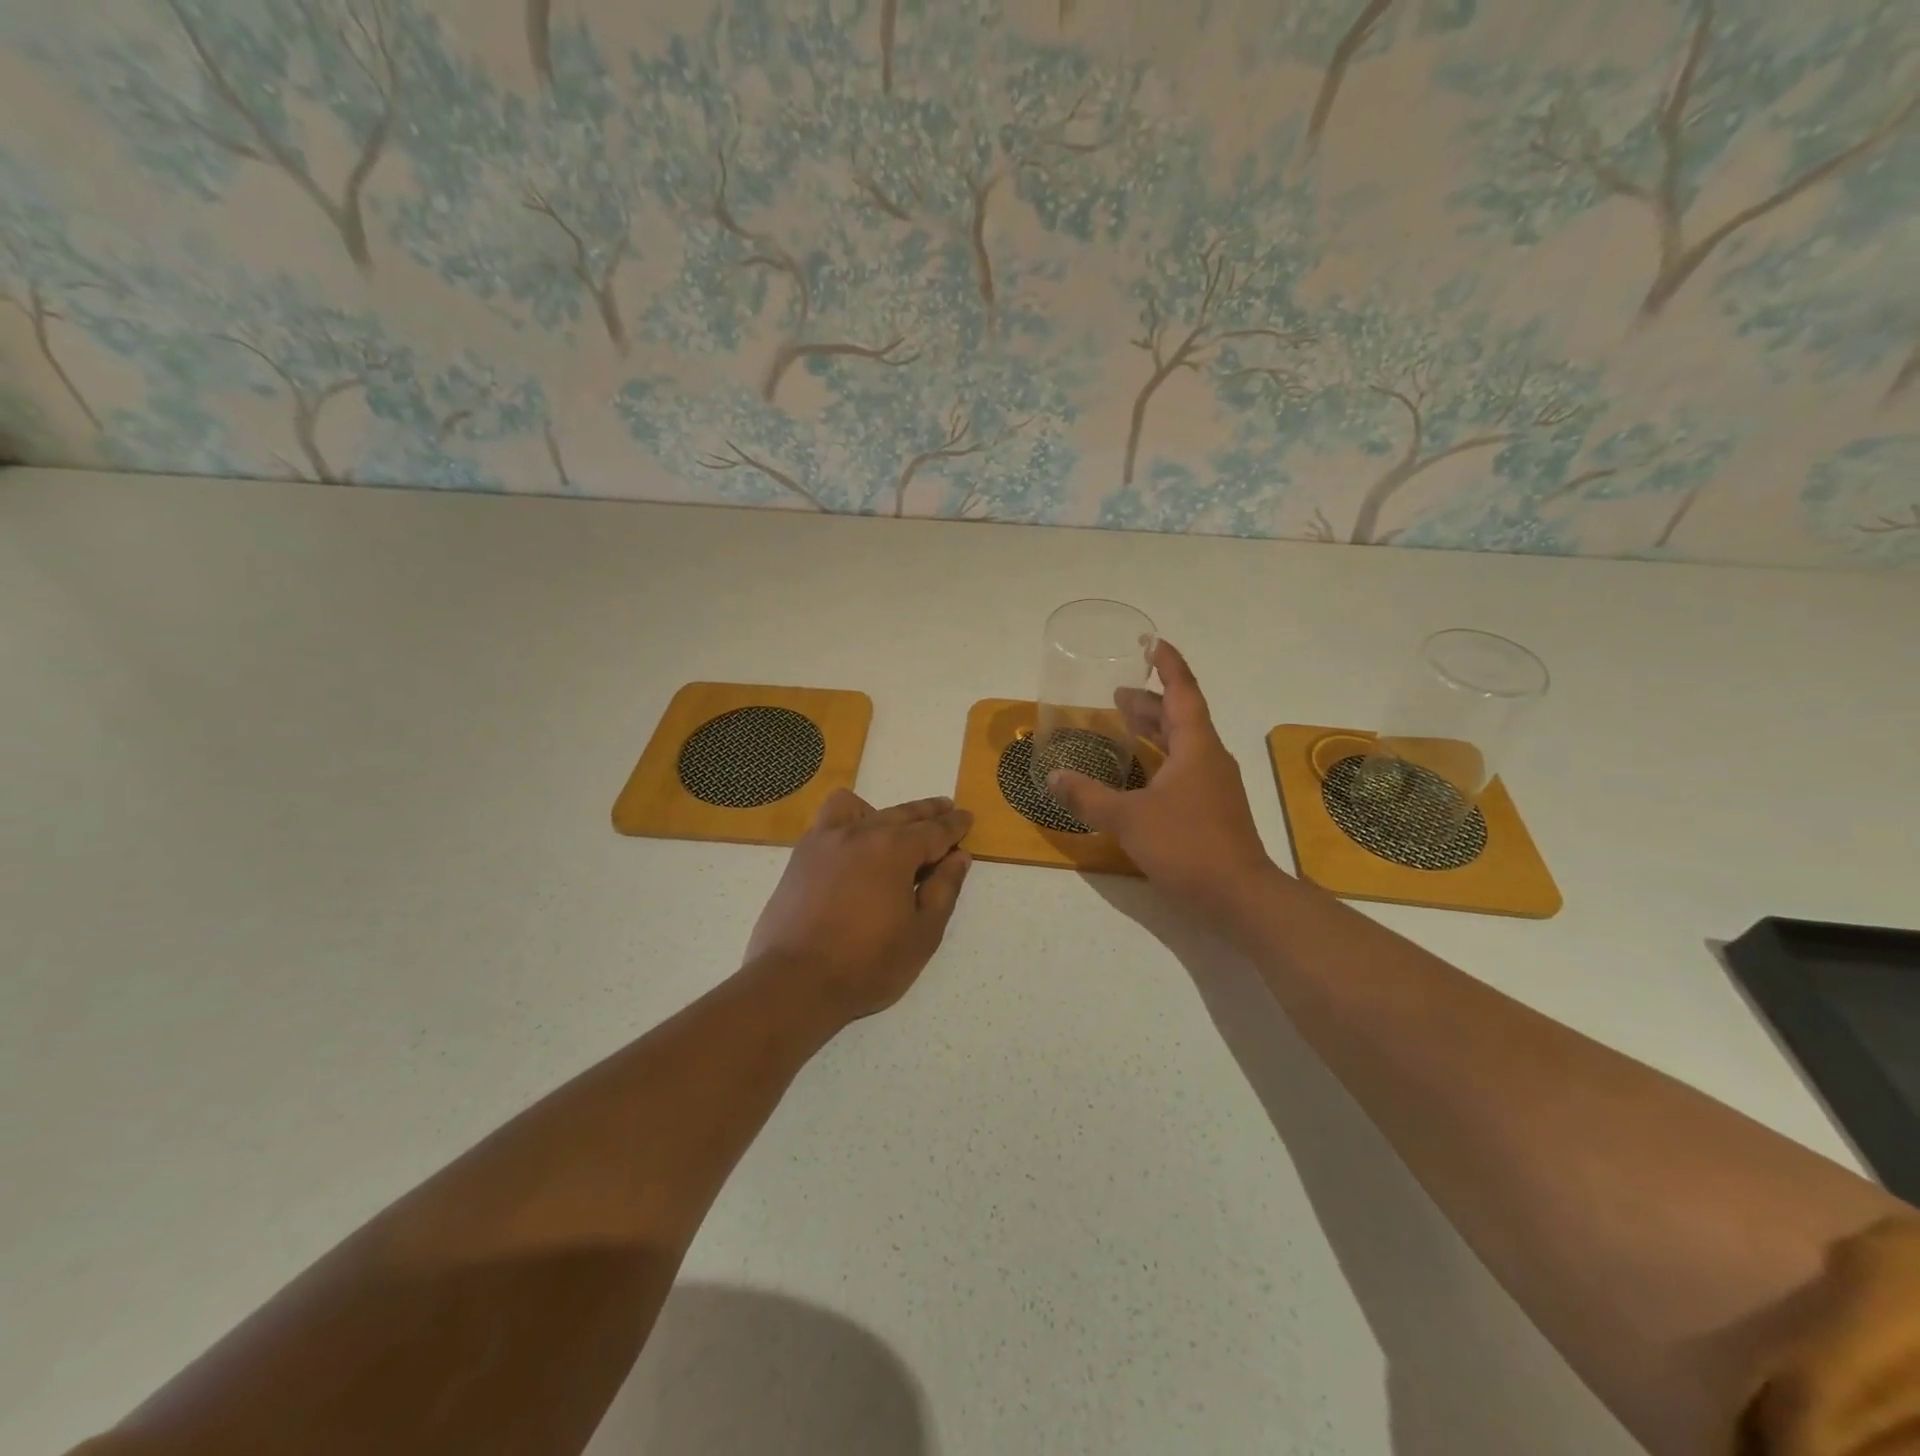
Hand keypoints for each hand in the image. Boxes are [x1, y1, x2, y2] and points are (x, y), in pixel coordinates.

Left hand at [743, 791, 972, 1026]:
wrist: (795, 982)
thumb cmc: (867, 964)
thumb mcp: (922, 934)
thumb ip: (944, 890)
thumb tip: (958, 857)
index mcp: (894, 849)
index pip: (934, 830)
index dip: (954, 825)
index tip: (967, 818)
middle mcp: (860, 833)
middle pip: (902, 813)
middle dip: (928, 812)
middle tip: (946, 809)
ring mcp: (825, 840)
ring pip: (862, 808)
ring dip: (885, 812)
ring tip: (895, 828)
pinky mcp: (801, 856)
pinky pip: (829, 820)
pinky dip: (849, 820)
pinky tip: (854, 844)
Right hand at [1048, 640, 1274, 915]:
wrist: (1239, 896)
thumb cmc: (1187, 845)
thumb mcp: (1128, 819)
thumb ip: (1088, 797)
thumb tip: (1052, 778)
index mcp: (1196, 746)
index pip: (1183, 691)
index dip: (1168, 664)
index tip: (1152, 643)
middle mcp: (1208, 758)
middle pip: (1180, 716)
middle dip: (1149, 700)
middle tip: (1116, 692)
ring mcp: (1213, 785)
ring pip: (1182, 743)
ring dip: (1154, 730)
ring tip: (1122, 724)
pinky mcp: (1210, 808)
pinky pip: (1182, 768)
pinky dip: (1158, 759)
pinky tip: (1136, 775)